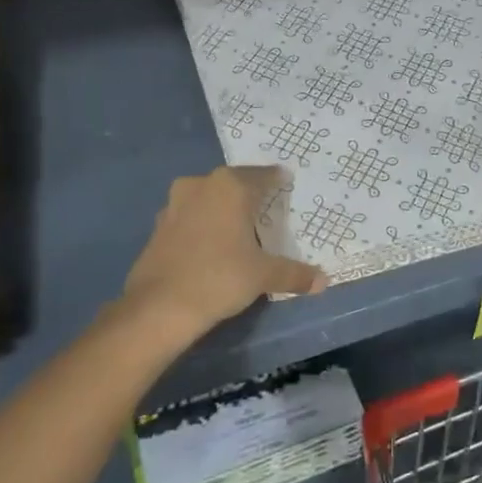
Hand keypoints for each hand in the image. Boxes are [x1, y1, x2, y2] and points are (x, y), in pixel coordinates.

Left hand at [122, 166, 324, 330]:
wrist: (159, 306)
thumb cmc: (220, 277)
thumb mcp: (263, 275)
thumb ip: (294, 273)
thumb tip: (323, 281)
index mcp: (230, 186)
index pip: (263, 176)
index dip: (277, 181)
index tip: (286, 184)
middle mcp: (201, 185)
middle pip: (233, 183)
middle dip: (249, 193)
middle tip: (267, 206)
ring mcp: (175, 204)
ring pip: (208, 198)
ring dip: (223, 208)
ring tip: (240, 226)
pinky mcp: (158, 226)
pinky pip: (190, 216)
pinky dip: (203, 224)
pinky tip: (212, 244)